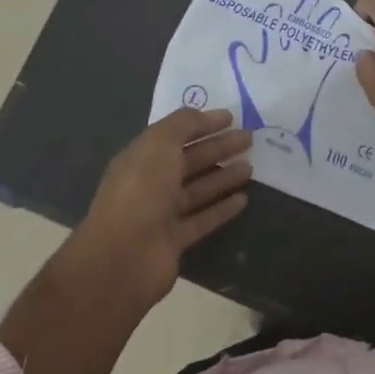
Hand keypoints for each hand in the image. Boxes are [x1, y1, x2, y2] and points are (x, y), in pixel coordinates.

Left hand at [66, 108, 252, 311]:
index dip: (203, 123)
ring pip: (198, 189)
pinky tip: (244, 199)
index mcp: (142, 156)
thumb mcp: (160, 143)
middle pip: (190, 160)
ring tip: (251, 167)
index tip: (231, 117)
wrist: (123, 258)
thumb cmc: (141, 190)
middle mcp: (151, 182)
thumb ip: (183, 124)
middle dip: (219, 147)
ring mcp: (162, 213)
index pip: (176, 134)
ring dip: (223, 176)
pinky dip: (222, 209)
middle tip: (250, 139)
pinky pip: (203, 219)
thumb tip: (204, 116)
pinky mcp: (175, 241)